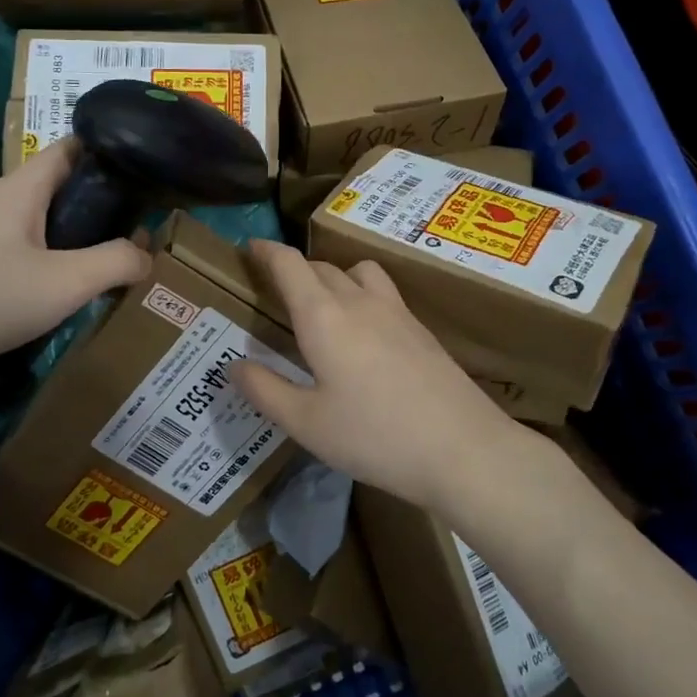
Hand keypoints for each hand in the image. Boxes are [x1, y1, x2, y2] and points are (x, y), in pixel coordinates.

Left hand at [0, 138, 149, 380]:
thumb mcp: (64, 282)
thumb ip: (114, 264)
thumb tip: (147, 254)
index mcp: (20, 190)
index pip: (69, 148)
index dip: (108, 151)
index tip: (146, 170)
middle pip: (58, 189)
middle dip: (99, 202)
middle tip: (139, 225)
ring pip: (39, 225)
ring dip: (74, 237)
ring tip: (111, 259)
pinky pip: (19, 254)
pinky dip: (49, 263)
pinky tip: (64, 291)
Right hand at [233, 240, 519, 509]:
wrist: (462, 448)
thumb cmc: (374, 436)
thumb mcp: (306, 423)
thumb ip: (265, 390)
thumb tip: (234, 365)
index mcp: (322, 317)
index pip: (289, 265)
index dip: (266, 251)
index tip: (250, 247)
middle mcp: (358, 302)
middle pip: (321, 267)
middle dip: (295, 269)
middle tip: (277, 290)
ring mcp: (396, 312)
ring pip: (358, 272)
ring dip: (334, 276)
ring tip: (324, 304)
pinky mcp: (420, 329)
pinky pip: (383, 292)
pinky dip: (362, 294)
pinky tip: (365, 332)